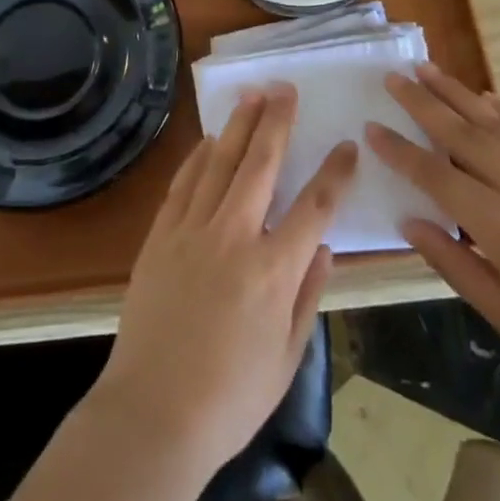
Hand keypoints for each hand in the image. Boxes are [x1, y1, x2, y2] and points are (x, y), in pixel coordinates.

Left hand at [95, 85, 357, 477]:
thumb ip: (308, 296)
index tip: (347, 145)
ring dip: (237, 126)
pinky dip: (198, 157)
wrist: (153, 412)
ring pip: (219, 163)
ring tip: (251, 95)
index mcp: (273, 271)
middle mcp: (234, 237)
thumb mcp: (286, 357)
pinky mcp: (161, 235)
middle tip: (285, 89)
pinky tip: (209, 140)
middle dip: (276, 122)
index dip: (334, 172)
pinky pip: (183, 183)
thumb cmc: (230, 397)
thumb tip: (323, 248)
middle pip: (260, 164)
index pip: (314, 207)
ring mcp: (192, 230)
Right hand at [365, 63, 499, 431]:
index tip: (371, 127)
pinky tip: (485, 97)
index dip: (401, 151)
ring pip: (498, 123)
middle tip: (392, 77)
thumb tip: (409, 219)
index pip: (438, 175)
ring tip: (427, 69)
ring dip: (459, 93)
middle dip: (424, 103)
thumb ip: (451, 261)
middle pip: (465, 134)